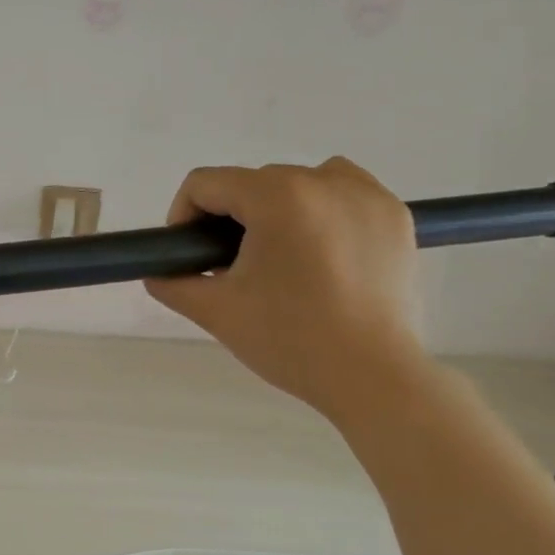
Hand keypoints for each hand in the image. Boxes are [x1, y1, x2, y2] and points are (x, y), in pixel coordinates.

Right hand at [145, 159, 426, 418]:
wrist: (370, 375)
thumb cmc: (287, 340)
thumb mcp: (215, 312)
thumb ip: (173, 283)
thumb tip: (158, 272)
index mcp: (276, 197)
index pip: (205, 183)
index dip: (183, 217)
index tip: (189, 257)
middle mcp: (324, 180)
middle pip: (251, 184)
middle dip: (231, 222)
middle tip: (232, 272)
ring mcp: (367, 194)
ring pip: (298, 184)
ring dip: (276, 213)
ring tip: (278, 262)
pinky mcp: (395, 215)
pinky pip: (343, 195)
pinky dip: (321, 215)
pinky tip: (320, 258)